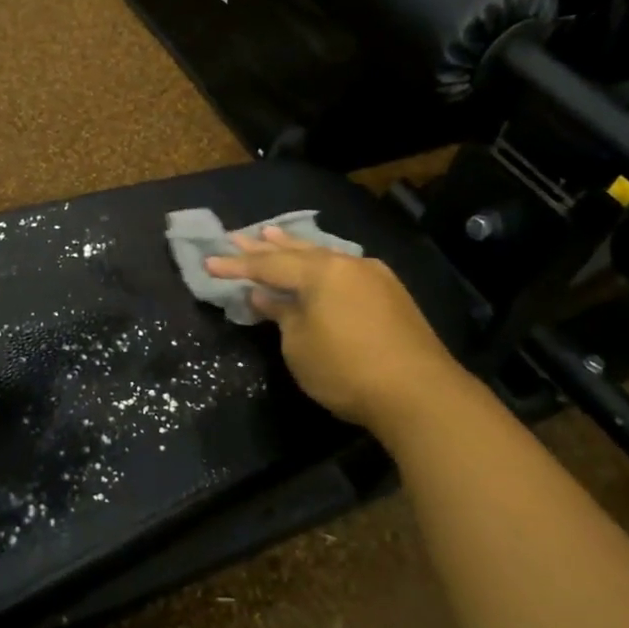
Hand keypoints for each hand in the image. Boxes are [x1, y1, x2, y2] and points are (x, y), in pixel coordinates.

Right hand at [204, 228, 466, 436]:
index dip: (236, 265)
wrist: (419, 393)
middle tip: (237, 235)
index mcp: (319, 272)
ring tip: (272, 234)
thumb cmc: (346, 369)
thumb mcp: (299, 346)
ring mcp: (373, 276)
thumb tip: (264, 295)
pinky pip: (344, 268)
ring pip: (324, 256)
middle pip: (296, 251)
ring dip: (295, 247)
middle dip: (264, 247)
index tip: (209, 261)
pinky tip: (319, 262)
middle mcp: (346, 264)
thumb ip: (281, 314)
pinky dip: (322, 264)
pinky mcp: (391, 294)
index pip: (268, 265)